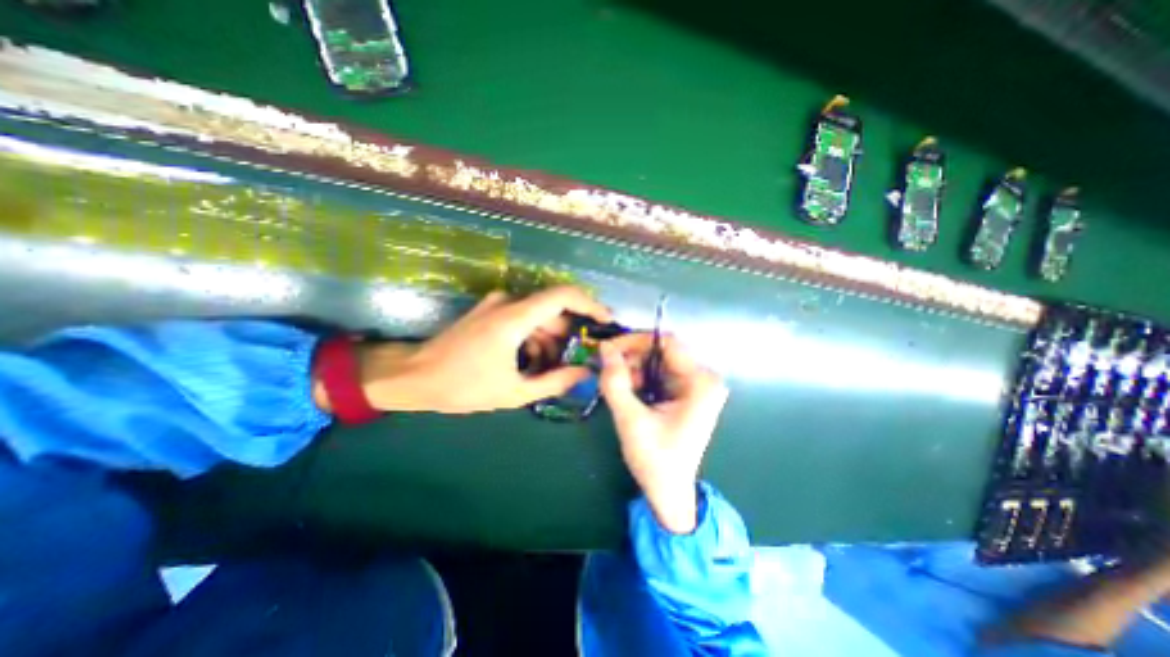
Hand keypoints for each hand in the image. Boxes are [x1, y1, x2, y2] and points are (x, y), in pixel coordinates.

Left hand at [352, 285, 611, 412]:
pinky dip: (533, 339)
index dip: (590, 304)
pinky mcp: (490, 312)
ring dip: (550, 341)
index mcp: (514, 318)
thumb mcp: (513, 392)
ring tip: (550, 370)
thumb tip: (585, 373)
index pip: (563, 295)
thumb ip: (554, 382)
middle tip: (578, 361)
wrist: (413, 377)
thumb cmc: (461, 386)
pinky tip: (530, 363)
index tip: (606, 321)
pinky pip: (523, 320)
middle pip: (553, 310)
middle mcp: (508, 303)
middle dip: (568, 335)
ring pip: (538, 317)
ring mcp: (497, 305)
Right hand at [597, 335, 728, 533]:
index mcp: (701, 383)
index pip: (667, 343)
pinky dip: (640, 378)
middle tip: (607, 369)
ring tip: (617, 386)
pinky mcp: (686, 394)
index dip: (635, 341)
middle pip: (662, 351)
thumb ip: (615, 382)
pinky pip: (659, 374)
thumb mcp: (631, 419)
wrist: (669, 492)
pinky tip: (628, 392)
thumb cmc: (655, 460)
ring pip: (658, 361)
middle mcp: (703, 379)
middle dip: (632, 358)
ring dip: (634, 369)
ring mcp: (696, 386)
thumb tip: (604, 348)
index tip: (609, 349)